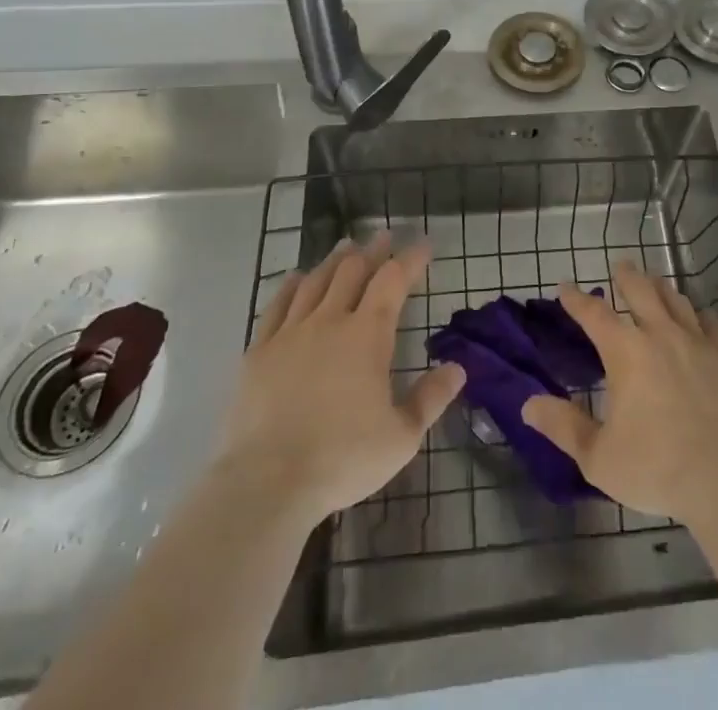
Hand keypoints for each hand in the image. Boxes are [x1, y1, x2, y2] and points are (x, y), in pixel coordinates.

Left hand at [220, 234, 464, 526]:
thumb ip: (431, 398)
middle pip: (353, 271)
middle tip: (384, 236)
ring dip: (335, 260)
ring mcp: (291, 333)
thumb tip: (458, 368)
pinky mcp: (259, 351)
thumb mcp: (402, 437)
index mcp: (368, 334)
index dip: (411, 259)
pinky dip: (291, 285)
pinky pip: (277, 305)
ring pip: (316, 281)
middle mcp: (330, 321)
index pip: (393, 280)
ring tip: (346, 246)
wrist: (267, 482)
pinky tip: (296, 278)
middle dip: (373, 250)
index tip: (423, 245)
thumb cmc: (343, 458)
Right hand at [522, 260, 717, 527]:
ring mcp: (698, 344)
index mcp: (625, 352)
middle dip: (627, 276)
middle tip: (621, 265)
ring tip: (656, 282)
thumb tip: (528, 405)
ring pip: (677, 301)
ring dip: (662, 288)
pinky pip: (713, 326)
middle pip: (642, 291)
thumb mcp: (598, 456)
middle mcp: (661, 335)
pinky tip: (701, 317)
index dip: (576, 299)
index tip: (565, 286)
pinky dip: (702, 316)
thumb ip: (564, 427)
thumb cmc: (656, 468)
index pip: (594, 314)